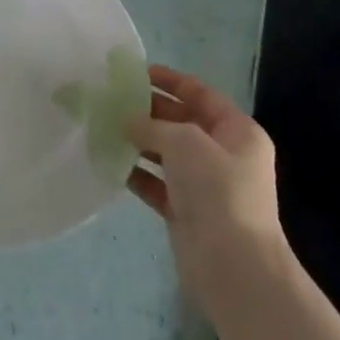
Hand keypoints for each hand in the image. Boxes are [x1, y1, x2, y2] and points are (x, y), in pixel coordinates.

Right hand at [125, 65, 290, 303]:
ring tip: (103, 128)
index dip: (169, 80)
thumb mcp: (184, 142)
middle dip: (148, 111)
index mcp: (237, 131)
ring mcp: (205, 185)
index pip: (200, 94)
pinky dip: (136, 173)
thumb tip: (127, 122)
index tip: (135, 72)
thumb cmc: (217, 190)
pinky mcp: (186, 211)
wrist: (233, 266)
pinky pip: (156, 183)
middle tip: (111, 100)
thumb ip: (152, 125)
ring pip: (166, 153)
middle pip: (181, 122)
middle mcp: (223, 155)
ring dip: (138, 142)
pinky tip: (110, 163)